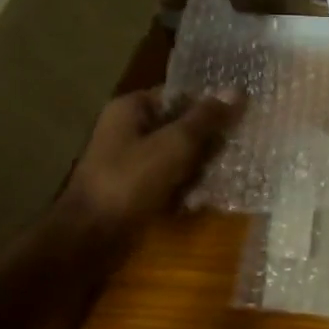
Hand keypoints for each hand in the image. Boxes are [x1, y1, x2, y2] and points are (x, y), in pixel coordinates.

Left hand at [56, 87, 242, 244]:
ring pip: (179, 158)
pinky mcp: (136, 191)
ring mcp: (131, 163)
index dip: (209, 106)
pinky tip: (198, 204)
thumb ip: (206, 118)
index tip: (238, 121)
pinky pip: (170, 183)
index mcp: (131, 109)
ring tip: (218, 185)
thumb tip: (237, 90)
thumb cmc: (130, 181)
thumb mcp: (174, 144)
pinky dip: (185, 191)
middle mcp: (129, 131)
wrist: (90, 238)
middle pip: (182, 128)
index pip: (180, 96)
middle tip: (234, 156)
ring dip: (200, 171)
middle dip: (208, 144)